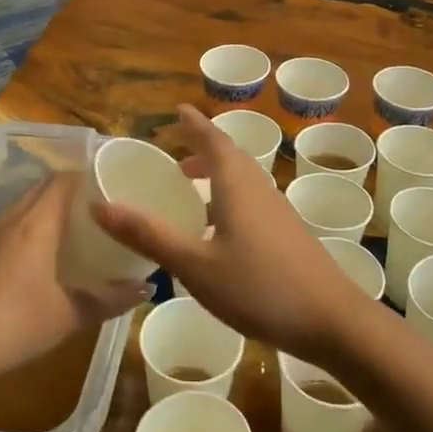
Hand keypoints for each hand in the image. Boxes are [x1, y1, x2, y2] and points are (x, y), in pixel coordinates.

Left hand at [0, 173, 146, 386]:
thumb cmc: (13, 326)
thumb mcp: (69, 317)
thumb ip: (110, 299)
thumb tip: (146, 287)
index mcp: (35, 224)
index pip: (62, 181)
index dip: (85, 179)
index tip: (105, 189)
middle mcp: (6, 220)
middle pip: (38, 192)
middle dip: (64, 197)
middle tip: (90, 217)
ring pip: (14, 213)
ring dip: (37, 218)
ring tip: (58, 242)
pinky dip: (12, 240)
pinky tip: (17, 271)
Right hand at [91, 104, 372, 365]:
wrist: (333, 321)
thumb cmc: (260, 287)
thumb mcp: (195, 265)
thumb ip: (149, 235)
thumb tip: (100, 205)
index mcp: (237, 185)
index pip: (213, 140)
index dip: (194, 124)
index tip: (178, 110)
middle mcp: (259, 189)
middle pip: (229, 157)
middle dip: (202, 149)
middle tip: (174, 156)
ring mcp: (278, 212)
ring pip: (242, 181)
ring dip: (216, 175)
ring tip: (190, 188)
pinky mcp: (287, 235)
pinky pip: (251, 202)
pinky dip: (228, 199)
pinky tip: (217, 230)